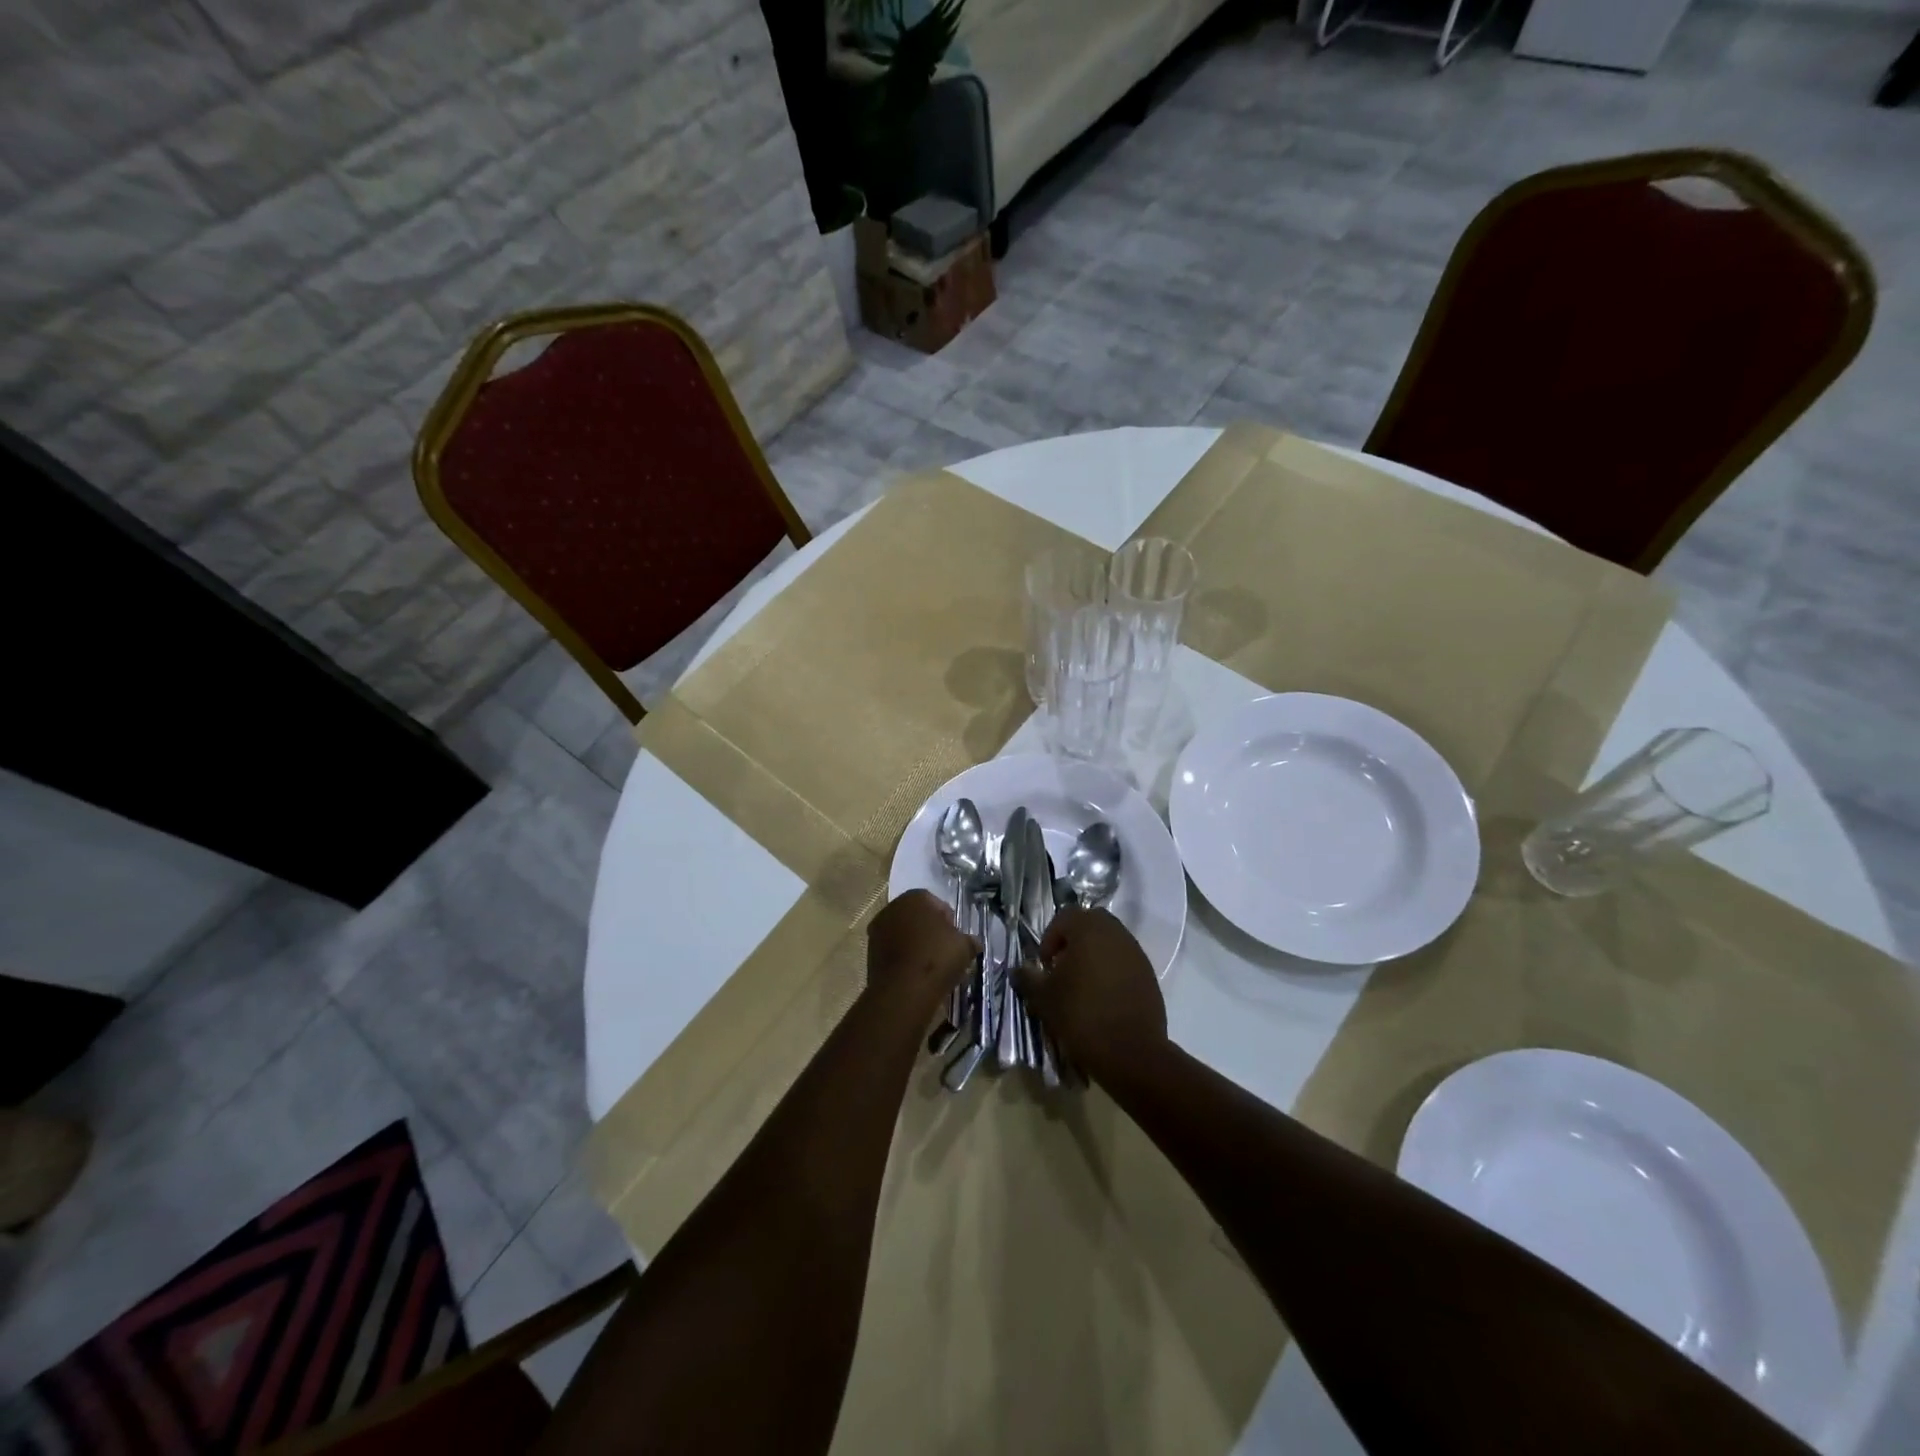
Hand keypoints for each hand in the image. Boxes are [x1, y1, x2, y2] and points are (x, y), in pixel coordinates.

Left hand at [866, 890, 974, 1020]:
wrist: (903, 991)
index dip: (949, 920)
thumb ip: (970, 940)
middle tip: (945, 950)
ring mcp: (877, 931)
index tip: (956, 937)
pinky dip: (904, 959)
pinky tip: (916, 974)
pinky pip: (893, 952)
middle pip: (917, 917)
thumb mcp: (965, 946)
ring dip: (915, 945)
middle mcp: (892, 908)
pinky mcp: (870, 953)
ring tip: (931, 966)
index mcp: (915, 897)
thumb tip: (973, 942)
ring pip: (903, 934)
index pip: (936, 903)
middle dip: (930, 931)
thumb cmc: (937, 958)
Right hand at [1016, 907, 1166, 1084]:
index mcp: (1089, 929)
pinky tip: (1102, 998)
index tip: (1045, 965)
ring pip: (1109, 942)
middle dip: (1073, 942)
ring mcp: (1136, 953)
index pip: (1065, 916)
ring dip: (1093, 956)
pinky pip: (1124, 962)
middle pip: (1090, 924)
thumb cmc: (1081, 1015)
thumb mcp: (1044, 998)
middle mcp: (1116, 933)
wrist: (1131, 1052)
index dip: (1050, 938)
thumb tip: (1018, 970)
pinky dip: (1111, 971)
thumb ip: (1028, 978)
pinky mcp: (1149, 975)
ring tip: (1081, 986)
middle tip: (1062, 969)